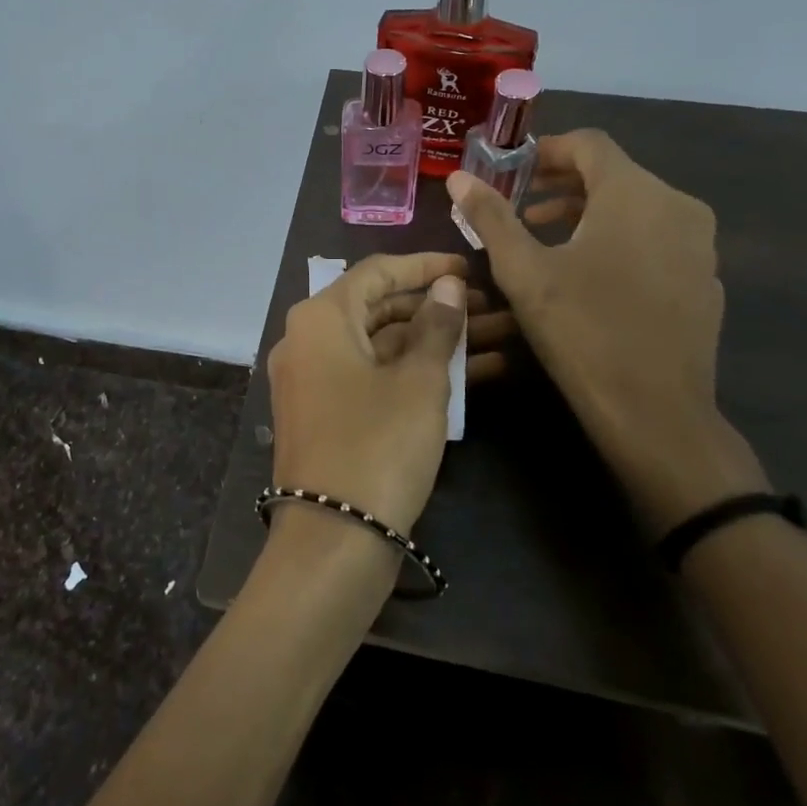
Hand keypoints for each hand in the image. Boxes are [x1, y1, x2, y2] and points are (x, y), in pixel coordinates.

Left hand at [266, 253, 467, 542]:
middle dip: (437, 307)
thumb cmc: (378, 444)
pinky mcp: (329, 414)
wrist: (333, 539)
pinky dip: (416, 373)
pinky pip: (375, 377)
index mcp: (320, 318)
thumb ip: (437, 327)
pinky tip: (475, 374)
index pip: (377, 272)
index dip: (426, 266)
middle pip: (380, 308)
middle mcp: (309, 341)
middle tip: (490, 307)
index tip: (469, 268)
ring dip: (435, 341)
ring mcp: (316, 380)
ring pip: (383, 346)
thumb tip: (448, 287)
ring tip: (497, 336)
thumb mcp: (419, 381)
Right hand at [448, 131, 767, 532]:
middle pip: (614, 174)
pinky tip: (591, 276)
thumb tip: (458, 177)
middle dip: (562, 185)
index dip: (547, 150)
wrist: (656, 412)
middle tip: (520, 210)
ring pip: (637, 207)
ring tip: (546, 241)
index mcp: (635, 193)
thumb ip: (491, 217)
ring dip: (588, 213)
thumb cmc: (582, 330)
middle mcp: (678, 206)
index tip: (512, 173)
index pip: (590, 144)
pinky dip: (620, 239)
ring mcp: (700, 244)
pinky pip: (657, 238)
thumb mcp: (524, 271)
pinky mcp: (706, 278)